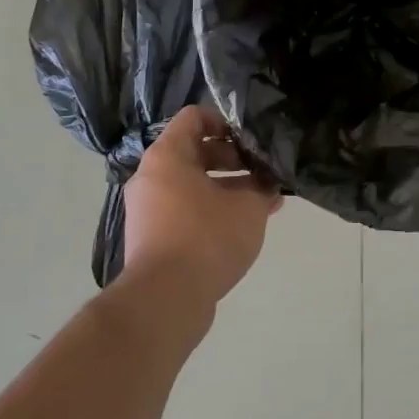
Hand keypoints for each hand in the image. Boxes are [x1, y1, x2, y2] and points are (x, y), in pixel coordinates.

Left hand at [122, 106, 282, 308]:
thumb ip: (262, 186)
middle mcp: (151, 177)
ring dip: (228, 189)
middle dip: (234, 160)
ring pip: (193, 185)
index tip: (251, 140)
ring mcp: (148, 209)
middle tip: (263, 172)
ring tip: (263, 202)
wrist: (164, 301)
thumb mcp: (248, 206)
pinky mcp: (152, 238)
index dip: (226, 121)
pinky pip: (185, 211)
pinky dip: (212, 211)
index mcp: (167, 156)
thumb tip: (270, 182)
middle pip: (195, 151)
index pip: (195, 117)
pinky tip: (244, 226)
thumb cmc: (206, 238)